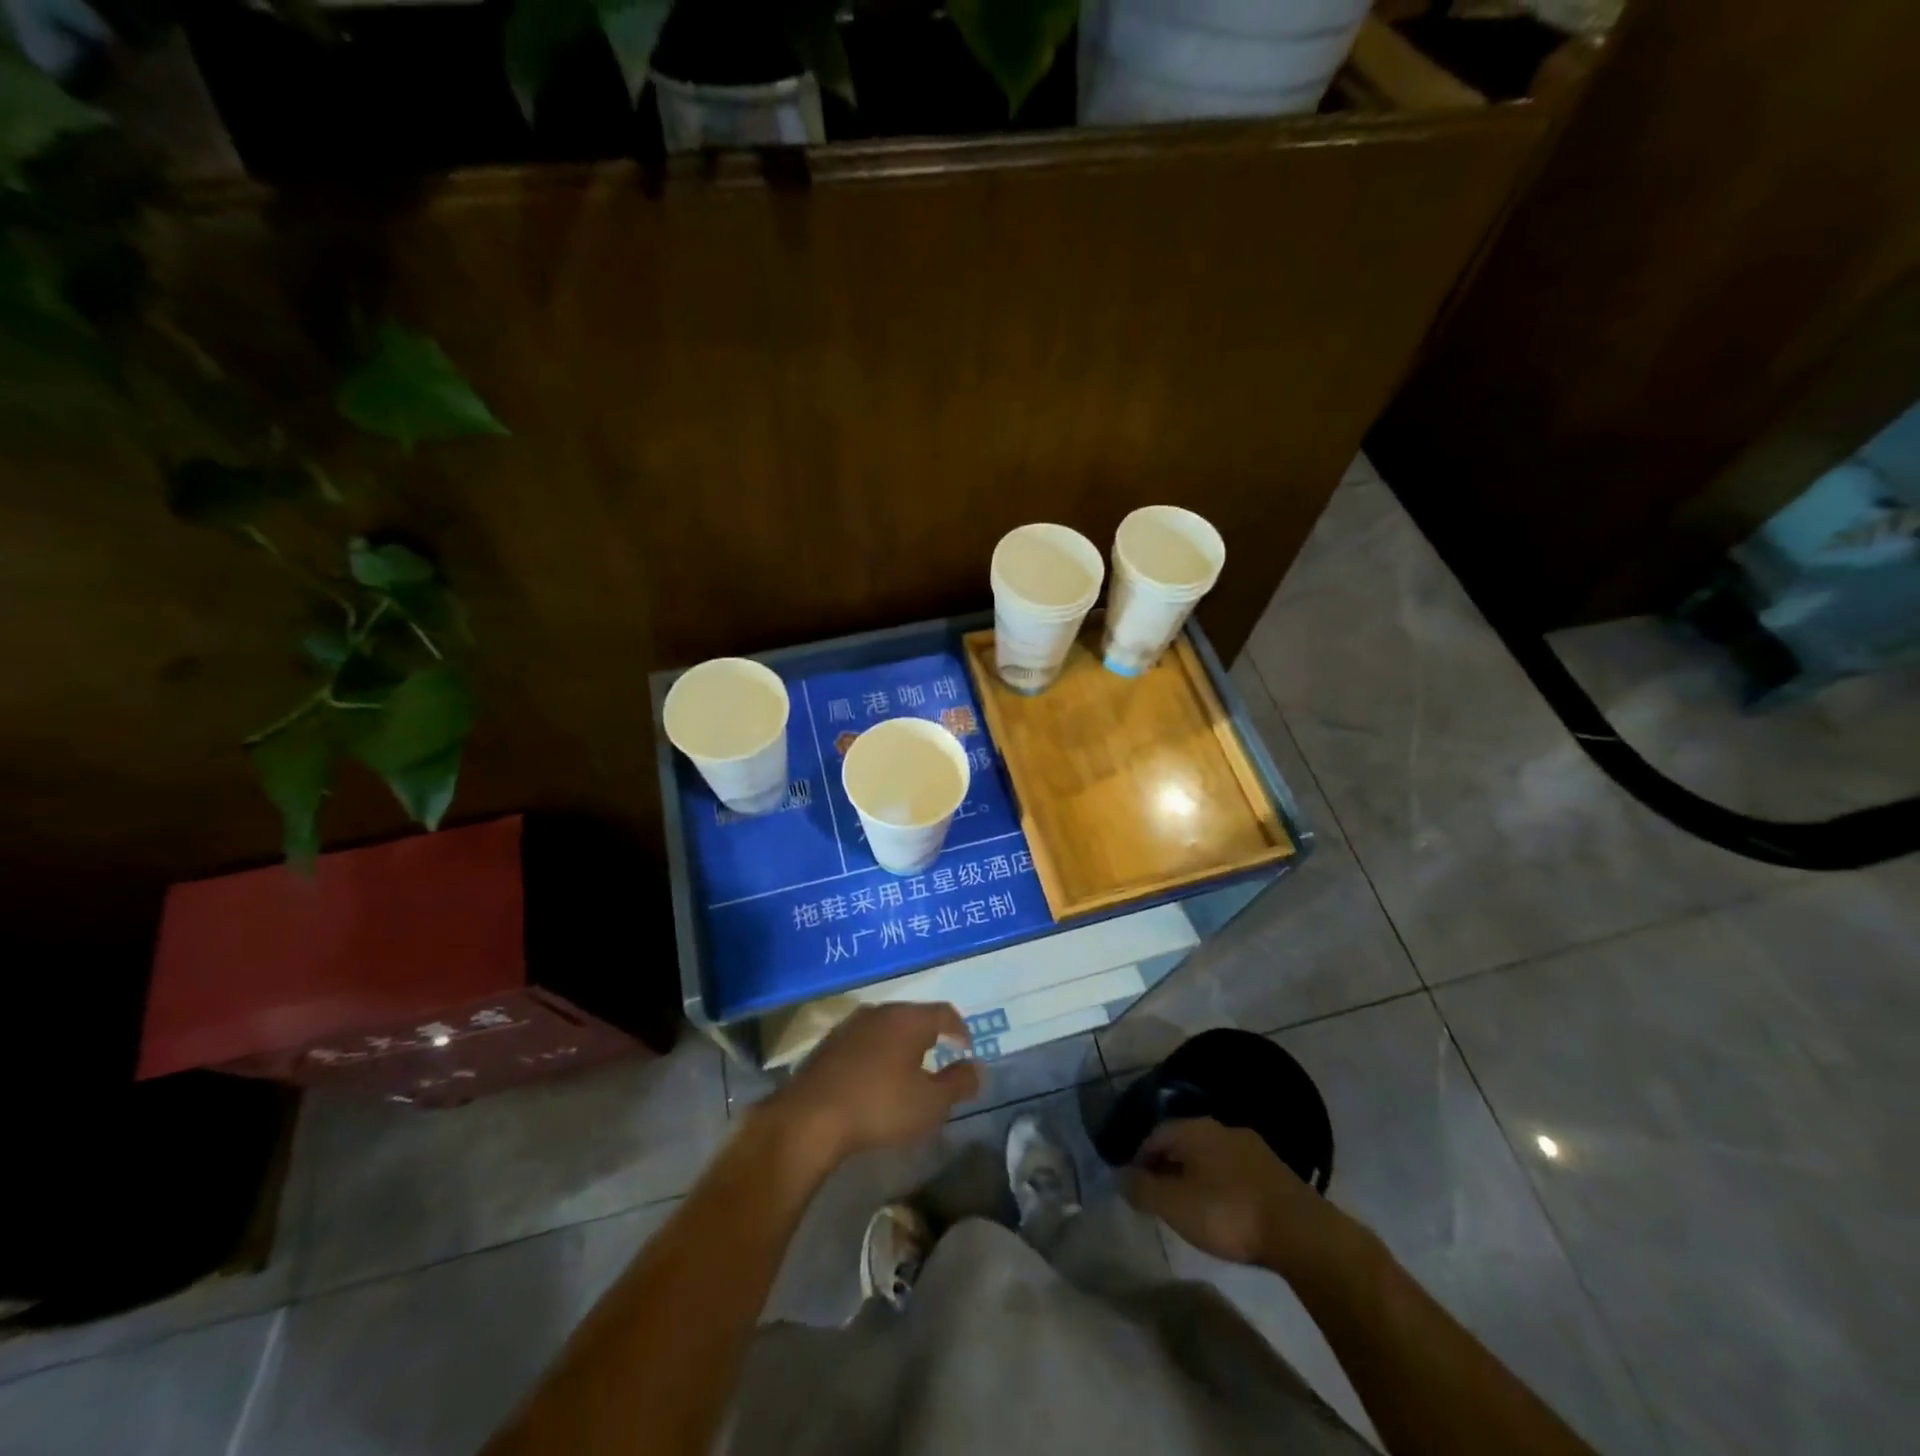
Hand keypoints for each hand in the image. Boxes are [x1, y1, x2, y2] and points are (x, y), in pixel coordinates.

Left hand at [767, 1002, 980, 1170]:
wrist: (810, 1117)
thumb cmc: (880, 1106)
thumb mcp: (931, 1104)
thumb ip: (959, 1083)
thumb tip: (977, 1068)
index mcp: (909, 1019)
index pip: (945, 1012)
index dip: (960, 1029)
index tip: (966, 1048)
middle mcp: (880, 1011)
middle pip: (914, 1016)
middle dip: (930, 1034)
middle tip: (940, 1055)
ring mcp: (850, 1025)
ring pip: (886, 1027)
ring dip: (901, 1043)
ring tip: (908, 1068)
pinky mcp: (828, 1043)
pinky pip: (864, 1041)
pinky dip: (877, 1053)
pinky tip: (875, 1077)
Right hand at [1122, 1117, 1345, 1276]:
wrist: (1300, 1232)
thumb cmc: (1228, 1213)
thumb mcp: (1176, 1206)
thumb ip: (1143, 1190)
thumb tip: (1118, 1175)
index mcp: (1194, 1129)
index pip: (1156, 1134)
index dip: (1140, 1157)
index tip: (1134, 1183)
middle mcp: (1221, 1128)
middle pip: (1184, 1141)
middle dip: (1169, 1163)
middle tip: (1160, 1193)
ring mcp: (1252, 1147)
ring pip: (1212, 1155)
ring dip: (1196, 1173)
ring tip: (1190, 1203)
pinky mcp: (1275, 1171)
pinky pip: (1234, 1170)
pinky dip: (1221, 1183)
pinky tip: (1224, 1208)